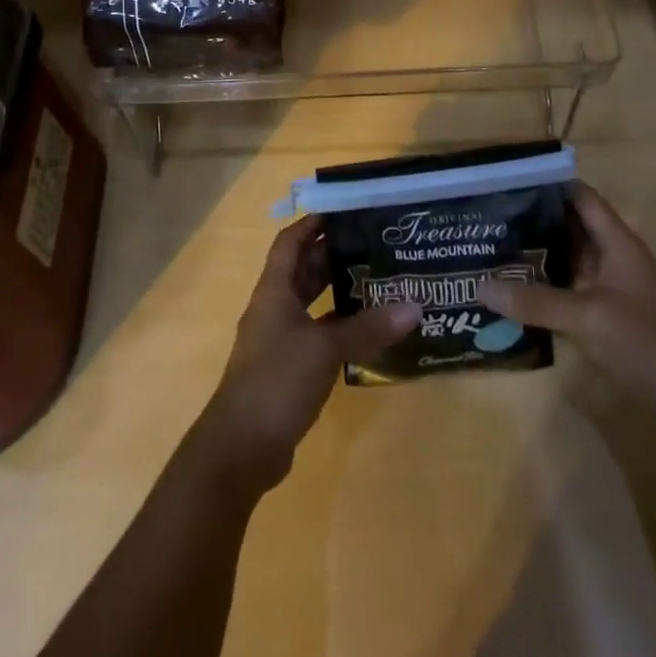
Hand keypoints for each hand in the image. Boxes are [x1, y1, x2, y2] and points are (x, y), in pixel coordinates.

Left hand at [190, 216, 419, 496]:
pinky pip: (315, 333)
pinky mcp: (288, 368)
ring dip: (335, 290)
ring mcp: (279, 339)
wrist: (241, 446)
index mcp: (274, 290)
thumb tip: (414, 306)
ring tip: (376, 279)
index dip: (312, 223)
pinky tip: (366, 330)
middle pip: (301, 270)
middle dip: (331, 254)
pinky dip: (337, 326)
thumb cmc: (277, 381)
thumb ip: (368, 328)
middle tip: (371, 243)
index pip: (290, 242)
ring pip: (310, 303)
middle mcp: (274, 308)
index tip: (343, 210)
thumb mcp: (325, 349)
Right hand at [478, 182, 655, 417]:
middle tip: (485, 215)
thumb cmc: (650, 343)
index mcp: (618, 244)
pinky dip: (542, 289)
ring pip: (567, 262)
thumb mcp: (589, 317)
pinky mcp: (607, 322)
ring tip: (489, 248)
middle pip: (569, 228)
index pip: (581, 198)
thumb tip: (479, 287)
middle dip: (532, 220)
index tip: (506, 179)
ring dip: (534, 256)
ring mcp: (611, 292)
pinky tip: (512, 293)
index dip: (549, 184)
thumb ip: (536, 301)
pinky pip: (568, 294)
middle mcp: (613, 261)